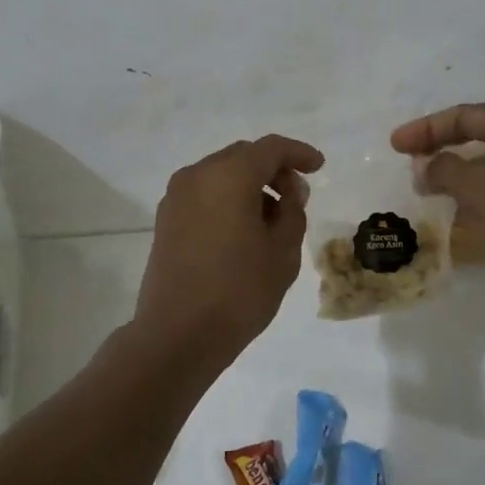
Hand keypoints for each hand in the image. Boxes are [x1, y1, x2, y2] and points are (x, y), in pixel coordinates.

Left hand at [136, 134, 323, 361]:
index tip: (319, 166)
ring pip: (221, 174)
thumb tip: (289, 192)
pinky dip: (227, 199)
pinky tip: (243, 229)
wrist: (177, 335)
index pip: (270, 148)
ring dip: (249, 185)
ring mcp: (176, 197)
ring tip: (272, 219)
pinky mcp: (166, 219)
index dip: (298, 153)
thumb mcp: (282, 252)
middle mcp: (198, 175)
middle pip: (243, 156)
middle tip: (297, 196)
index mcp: (229, 175)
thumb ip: (292, 211)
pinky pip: (204, 193)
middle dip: (273, 169)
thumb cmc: (238, 291)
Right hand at [390, 104, 484, 287]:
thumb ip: (444, 170)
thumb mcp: (481, 185)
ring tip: (423, 193)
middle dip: (440, 150)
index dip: (426, 128)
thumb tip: (423, 167)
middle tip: (407, 164)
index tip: (395, 145)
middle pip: (476, 138)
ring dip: (455, 179)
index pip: (464, 116)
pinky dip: (474, 204)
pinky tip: (453, 222)